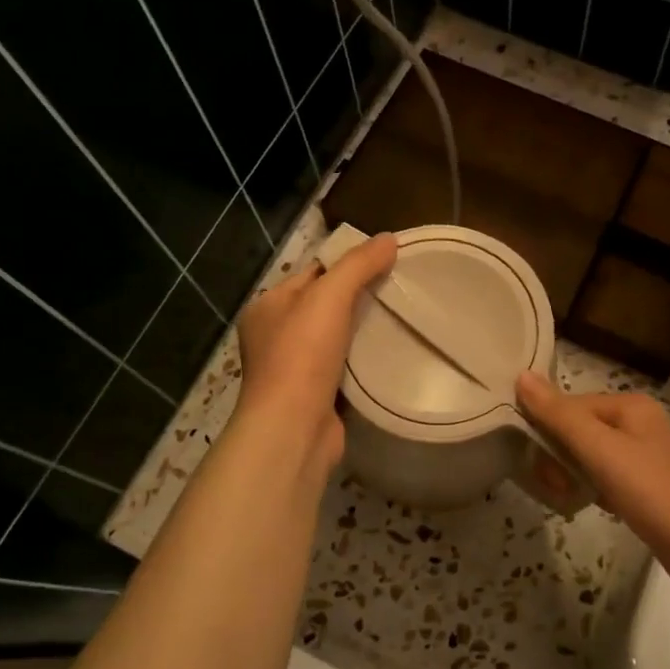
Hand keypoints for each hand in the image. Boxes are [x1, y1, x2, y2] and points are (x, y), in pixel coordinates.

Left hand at [234, 233, 396, 475]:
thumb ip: (358, 266)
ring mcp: (293, 368)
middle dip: (359, 297)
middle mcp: (275, 335)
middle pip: (324, 305)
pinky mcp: (314, 395)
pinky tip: (389, 354)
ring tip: (400, 319)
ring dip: (362, 330)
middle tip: (400, 289)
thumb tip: (388, 239)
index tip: (386, 261)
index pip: (312, 273)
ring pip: (335, 337)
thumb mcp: (329, 297)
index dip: (347, 264)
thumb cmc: (302, 356)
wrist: (293, 429)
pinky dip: (363, 361)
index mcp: (269, 306)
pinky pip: (343, 367)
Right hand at [516, 371, 669, 599]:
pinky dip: (590, 491)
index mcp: (629, 406)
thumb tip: (521, 376)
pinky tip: (584, 507)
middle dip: (558, 458)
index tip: (534, 464)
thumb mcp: (603, 451)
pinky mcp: (648, 490)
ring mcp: (646, 458)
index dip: (545, 431)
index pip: (569, 406)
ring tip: (566, 500)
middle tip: (555, 488)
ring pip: (590, 458)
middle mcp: (638, 425)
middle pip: (578, 430)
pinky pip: (605, 480)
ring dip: (570, 477)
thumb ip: (560, 415)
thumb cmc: (657, 494)